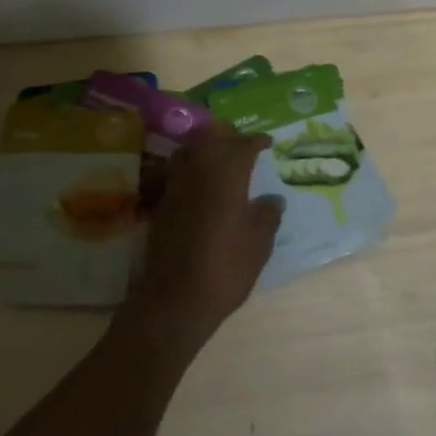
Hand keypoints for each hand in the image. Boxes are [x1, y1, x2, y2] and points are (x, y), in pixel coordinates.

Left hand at [119, 124, 283, 355]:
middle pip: (212, 138)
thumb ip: (267, 214)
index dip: (257, 141)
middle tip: (245, 144)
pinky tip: (202, 182)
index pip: (243, 145)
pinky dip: (191, 166)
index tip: (268, 142)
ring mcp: (175, 185)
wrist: (176, 298)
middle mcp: (198, 170)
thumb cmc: (226, 267)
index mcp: (227, 173)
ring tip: (222, 157)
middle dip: (229, 136)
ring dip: (206, 147)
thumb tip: (274, 199)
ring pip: (190, 150)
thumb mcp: (259, 243)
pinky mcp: (161, 203)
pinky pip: (178, 170)